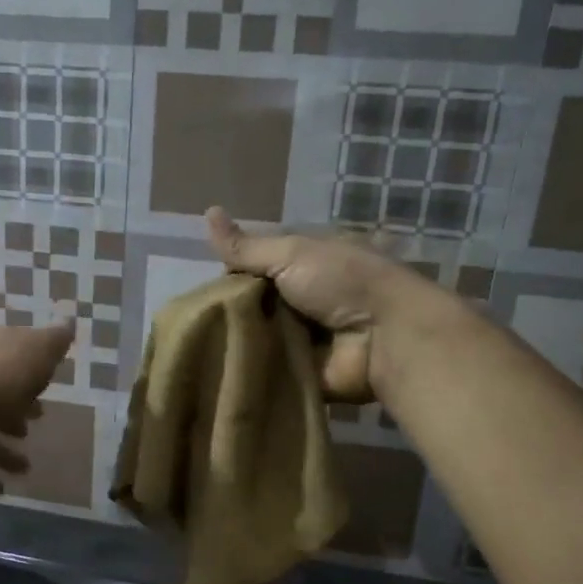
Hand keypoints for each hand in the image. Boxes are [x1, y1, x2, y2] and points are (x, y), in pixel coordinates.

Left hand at [0, 321, 74, 494]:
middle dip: (12, 411)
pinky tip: (0, 488)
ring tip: (24, 468)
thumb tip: (68, 323)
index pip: (2, 352)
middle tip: (32, 425)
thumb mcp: (39, 350)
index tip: (44, 389)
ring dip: (1, 450)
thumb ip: (54, 340)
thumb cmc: (0, 376)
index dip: (26, 370)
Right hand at [206, 206, 437, 401]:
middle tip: (197, 321)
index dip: (232, 276)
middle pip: (254, 305)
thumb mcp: (291, 254)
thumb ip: (247, 247)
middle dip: (230, 312)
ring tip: (200, 347)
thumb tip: (207, 211)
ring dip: (236, 342)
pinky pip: (269, 370)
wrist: (385, 337)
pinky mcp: (303, 372)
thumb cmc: (342, 282)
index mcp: (307, 265)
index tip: (207, 288)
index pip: (257, 268)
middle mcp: (305, 299)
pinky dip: (249, 369)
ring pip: (257, 339)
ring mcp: (305, 338)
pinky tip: (217, 370)